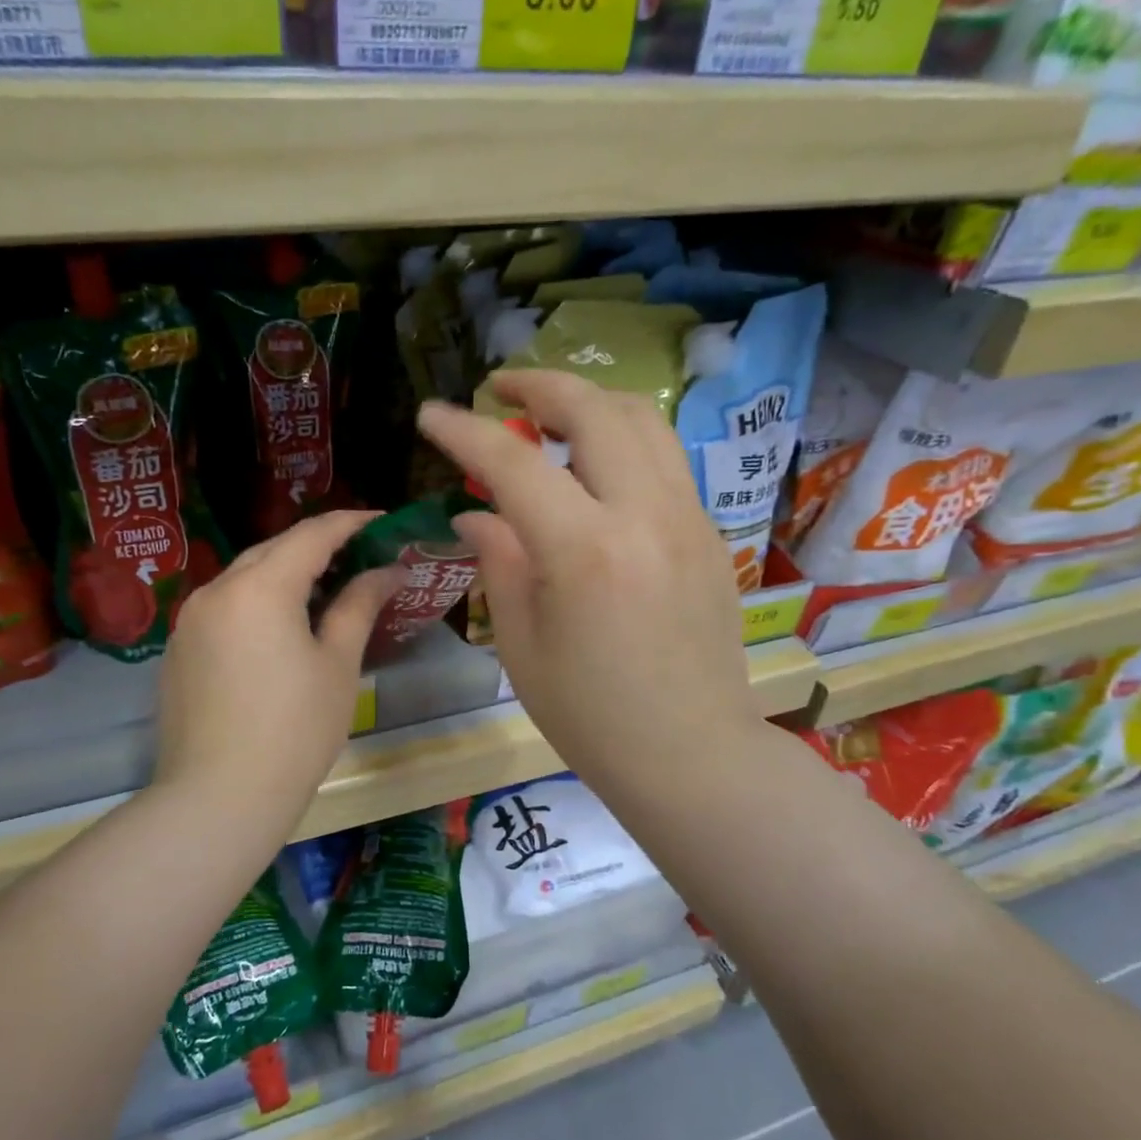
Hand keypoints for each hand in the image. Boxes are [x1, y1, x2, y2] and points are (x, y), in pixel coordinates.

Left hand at [152, 511, 401, 837]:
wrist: (218, 798)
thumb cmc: (294, 730)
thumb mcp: (337, 664)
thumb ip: (359, 605)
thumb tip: (389, 570)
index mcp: (259, 587)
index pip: (312, 534)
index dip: (351, 523)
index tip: (384, 522)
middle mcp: (216, 590)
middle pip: (274, 550)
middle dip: (318, 546)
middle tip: (361, 557)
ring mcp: (190, 620)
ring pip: (245, 578)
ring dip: (286, 575)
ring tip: (325, 591)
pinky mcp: (179, 650)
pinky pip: (225, 608)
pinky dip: (258, 603)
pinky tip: (280, 629)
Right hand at [417, 371, 762, 804]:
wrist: (691, 753)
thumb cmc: (590, 715)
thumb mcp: (521, 644)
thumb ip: (498, 561)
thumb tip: (476, 513)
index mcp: (584, 550)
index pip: (513, 463)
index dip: (464, 431)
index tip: (431, 413)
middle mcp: (643, 515)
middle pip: (594, 411)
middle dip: (539, 385)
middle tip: (500, 389)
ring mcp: (687, 518)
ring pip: (642, 422)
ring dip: (589, 402)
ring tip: (549, 413)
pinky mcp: (708, 533)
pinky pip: (664, 460)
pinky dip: (622, 440)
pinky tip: (596, 466)